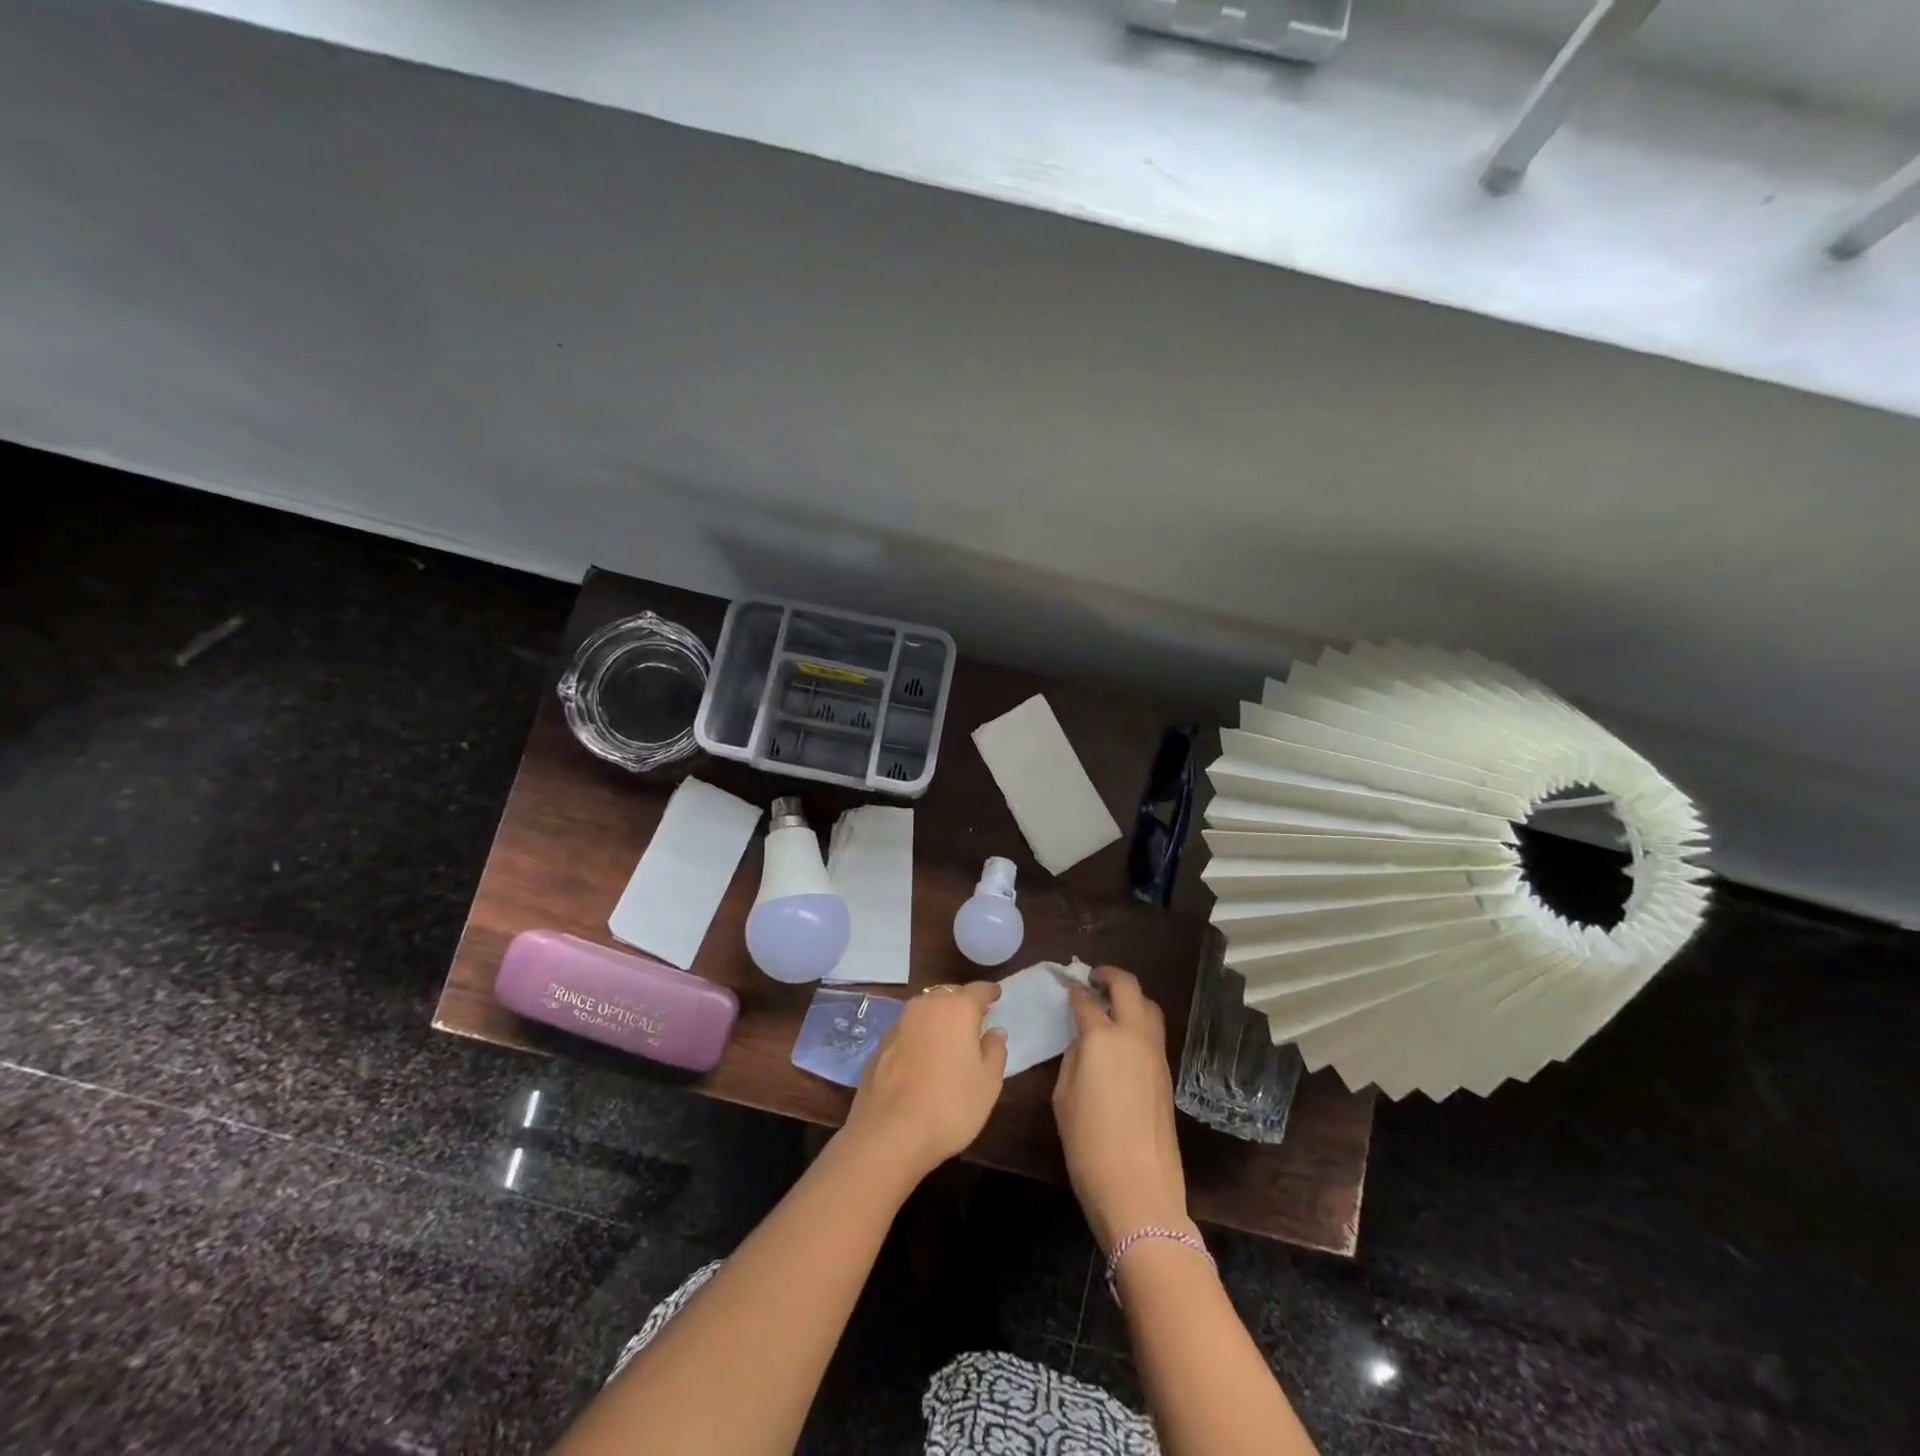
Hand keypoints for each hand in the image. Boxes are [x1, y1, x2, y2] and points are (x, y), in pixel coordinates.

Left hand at [841, 982, 1008, 1183]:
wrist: (889, 1134)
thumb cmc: (949, 1105)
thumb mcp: (988, 1083)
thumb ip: (995, 1051)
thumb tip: (995, 1031)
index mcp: (957, 1008)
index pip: (978, 990)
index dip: (989, 992)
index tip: (996, 995)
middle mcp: (926, 1006)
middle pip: (949, 995)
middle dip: (962, 1002)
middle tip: (974, 1017)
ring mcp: (899, 1023)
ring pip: (925, 1009)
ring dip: (938, 1016)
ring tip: (949, 1035)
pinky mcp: (880, 1044)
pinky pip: (908, 1029)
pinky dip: (919, 1035)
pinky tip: (923, 1056)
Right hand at [1053, 966, 1192, 1251]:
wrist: (1138, 1188)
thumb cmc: (1088, 1144)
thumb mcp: (1064, 1096)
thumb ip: (1074, 1058)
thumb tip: (1084, 1041)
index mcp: (1102, 1038)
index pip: (1086, 1002)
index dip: (1074, 992)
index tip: (1067, 988)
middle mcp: (1133, 1035)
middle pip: (1128, 987)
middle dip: (1109, 975)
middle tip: (1093, 979)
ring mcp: (1155, 1053)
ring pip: (1149, 1006)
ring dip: (1130, 996)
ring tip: (1111, 1004)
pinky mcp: (1167, 1073)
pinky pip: (1154, 1031)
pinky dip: (1139, 1021)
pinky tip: (1123, 1037)